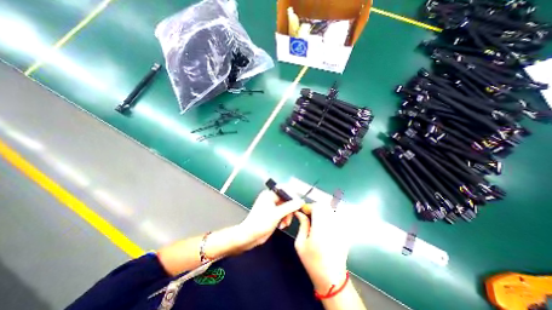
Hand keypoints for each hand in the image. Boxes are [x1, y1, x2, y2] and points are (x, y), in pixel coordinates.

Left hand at [237, 190, 303, 250]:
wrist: (249, 237)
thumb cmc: (260, 223)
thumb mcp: (277, 214)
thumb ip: (290, 207)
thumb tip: (301, 201)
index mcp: (269, 194)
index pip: (285, 190)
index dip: (293, 196)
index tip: (299, 204)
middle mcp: (271, 198)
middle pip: (287, 200)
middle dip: (290, 209)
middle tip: (291, 217)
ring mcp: (272, 206)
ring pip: (286, 207)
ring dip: (288, 216)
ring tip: (285, 223)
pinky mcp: (273, 214)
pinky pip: (283, 213)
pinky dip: (284, 219)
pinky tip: (281, 225)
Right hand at [295, 202, 351, 291]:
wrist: (331, 278)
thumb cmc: (312, 262)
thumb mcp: (300, 244)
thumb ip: (302, 225)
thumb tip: (299, 213)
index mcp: (320, 229)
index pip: (317, 207)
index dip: (309, 206)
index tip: (304, 210)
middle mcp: (332, 226)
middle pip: (325, 206)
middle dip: (316, 207)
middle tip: (309, 214)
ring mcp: (341, 228)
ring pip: (332, 209)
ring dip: (323, 210)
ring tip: (317, 218)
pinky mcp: (345, 232)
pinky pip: (338, 217)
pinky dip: (330, 215)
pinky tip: (326, 224)